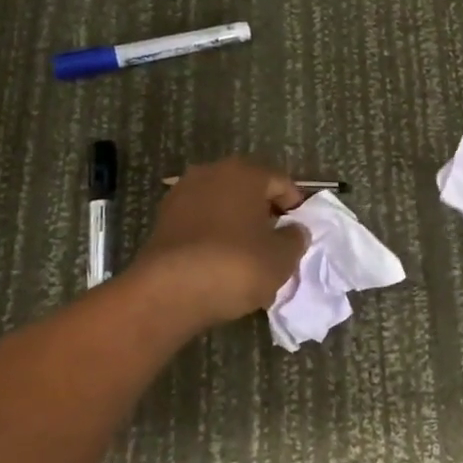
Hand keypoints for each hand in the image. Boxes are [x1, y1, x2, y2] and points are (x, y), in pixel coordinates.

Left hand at [130, 157, 309, 327]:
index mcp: (245, 173)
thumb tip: (294, 230)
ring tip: (248, 256)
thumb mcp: (281, 258)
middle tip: (276, 243)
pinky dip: (212, 236)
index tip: (299, 232)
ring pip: (221, 206)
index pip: (280, 182)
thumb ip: (295, 239)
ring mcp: (182, 194)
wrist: (169, 290)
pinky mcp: (163, 219)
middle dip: (263, 213)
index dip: (295, 206)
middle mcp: (211, 172)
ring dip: (236, 224)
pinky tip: (219, 262)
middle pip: (248, 190)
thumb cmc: (236, 265)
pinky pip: (199, 223)